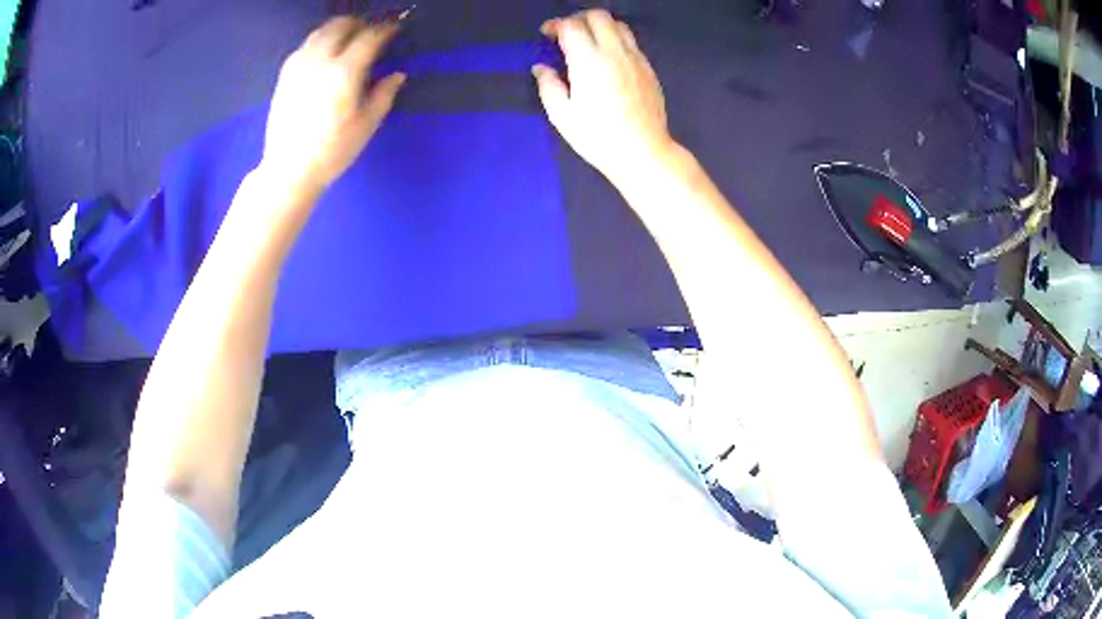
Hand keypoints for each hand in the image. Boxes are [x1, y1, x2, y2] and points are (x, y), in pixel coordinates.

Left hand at [262, 17, 405, 193]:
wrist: (289, 170)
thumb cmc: (332, 151)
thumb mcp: (366, 125)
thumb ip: (384, 94)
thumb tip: (397, 74)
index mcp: (344, 72)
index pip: (370, 36)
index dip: (386, 29)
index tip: (395, 28)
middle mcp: (320, 60)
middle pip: (342, 25)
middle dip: (361, 24)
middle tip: (372, 32)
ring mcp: (299, 66)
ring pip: (321, 31)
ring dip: (338, 29)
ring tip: (349, 39)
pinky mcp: (285, 75)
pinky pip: (305, 45)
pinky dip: (319, 42)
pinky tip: (325, 54)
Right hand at [532, 10, 674, 186]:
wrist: (643, 153)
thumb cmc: (598, 138)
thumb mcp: (562, 116)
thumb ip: (549, 86)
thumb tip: (541, 68)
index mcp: (589, 61)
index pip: (571, 26)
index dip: (556, 25)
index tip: (547, 34)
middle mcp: (614, 52)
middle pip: (598, 16)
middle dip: (578, 18)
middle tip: (567, 33)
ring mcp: (636, 59)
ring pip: (618, 25)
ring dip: (600, 26)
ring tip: (589, 41)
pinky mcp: (649, 69)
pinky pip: (631, 42)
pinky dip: (616, 39)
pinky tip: (608, 58)